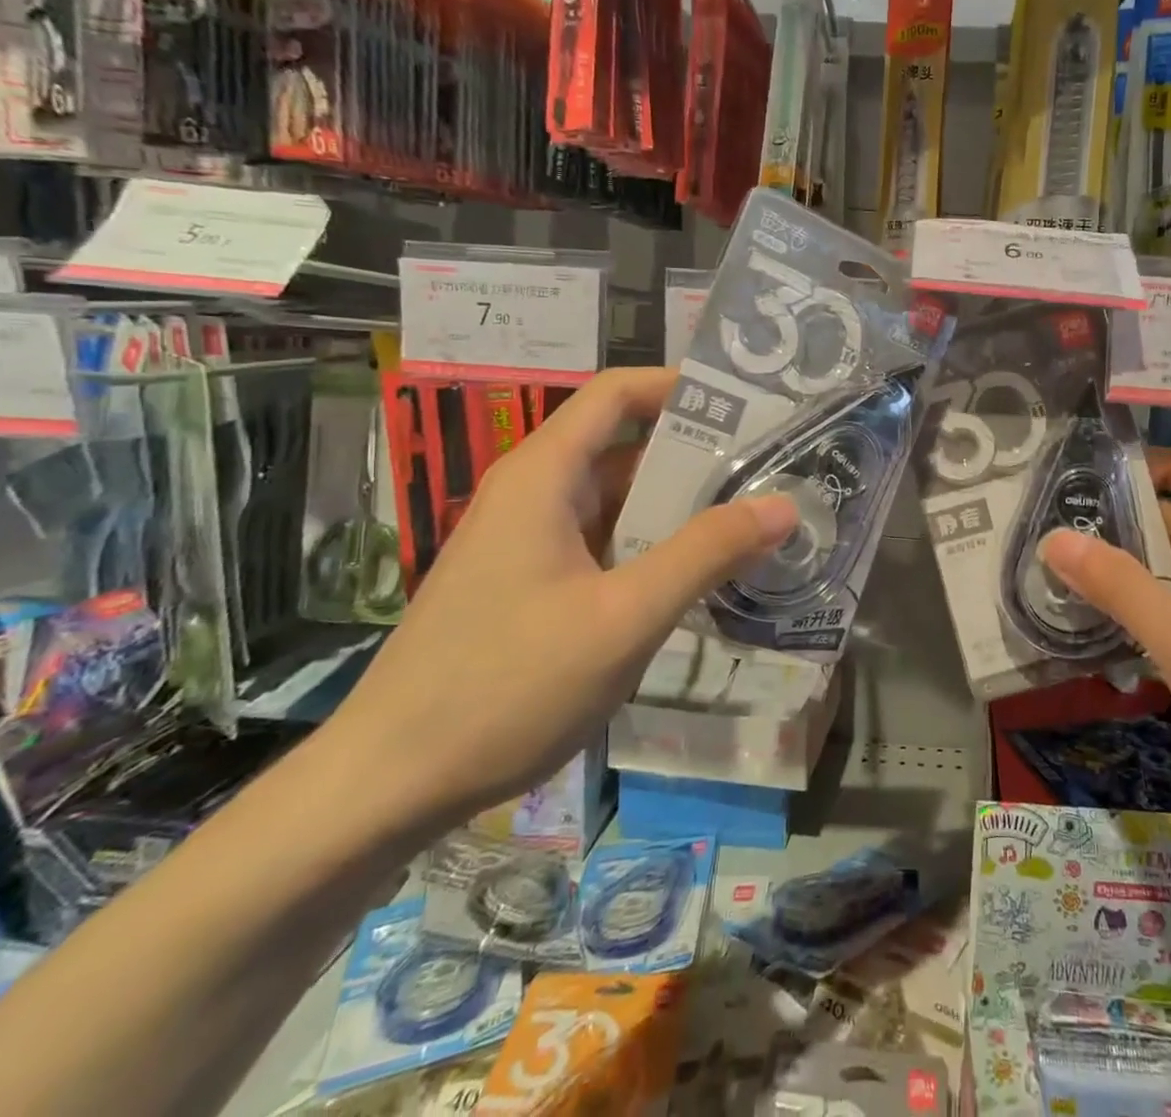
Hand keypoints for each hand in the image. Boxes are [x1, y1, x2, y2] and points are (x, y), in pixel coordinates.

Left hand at [320, 368, 797, 840]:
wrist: (387, 785)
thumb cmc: (505, 686)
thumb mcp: (624, 617)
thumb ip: (706, 553)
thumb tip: (783, 505)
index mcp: (544, 475)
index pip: (618, 394)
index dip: (681, 386)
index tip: (749, 404)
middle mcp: (534, 493)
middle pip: (624, 445)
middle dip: (698, 451)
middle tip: (771, 468)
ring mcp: (528, 541)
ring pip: (617, 499)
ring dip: (679, 504)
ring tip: (751, 517)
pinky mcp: (529, 584)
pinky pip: (603, 542)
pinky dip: (651, 545)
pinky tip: (697, 575)